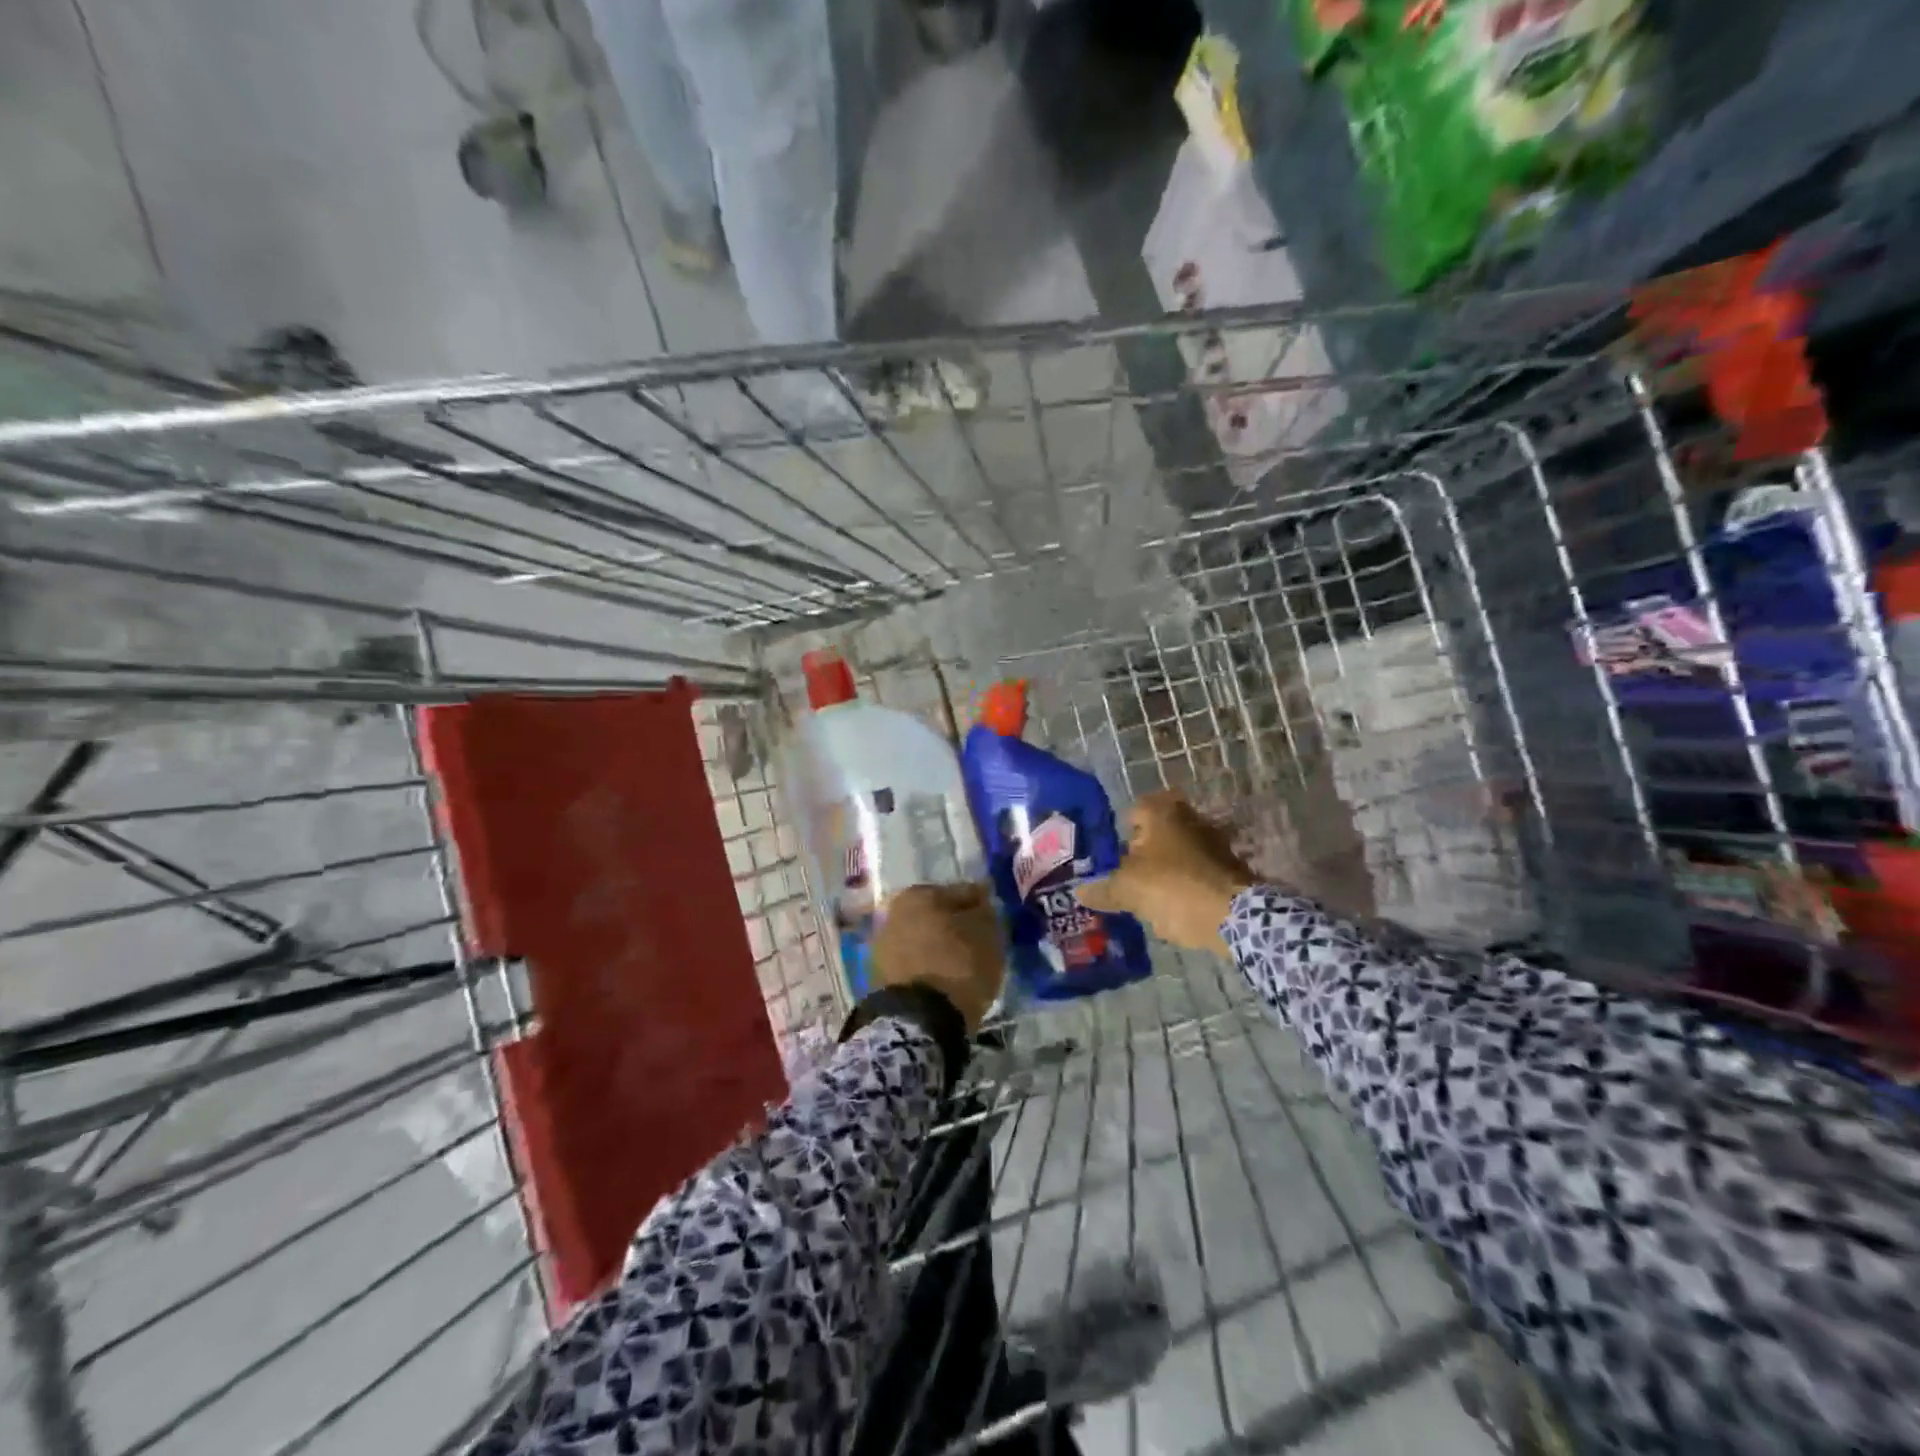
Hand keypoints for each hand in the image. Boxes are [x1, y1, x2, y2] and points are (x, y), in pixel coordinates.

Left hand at [870, 882, 1005, 1030]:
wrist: (917, 1019)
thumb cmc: (958, 966)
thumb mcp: (987, 934)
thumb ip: (986, 913)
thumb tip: (981, 907)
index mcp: (921, 893)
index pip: (963, 893)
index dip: (982, 907)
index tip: (995, 921)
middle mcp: (895, 910)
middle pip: (938, 914)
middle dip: (957, 925)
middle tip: (979, 942)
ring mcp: (883, 942)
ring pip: (923, 937)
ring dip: (940, 945)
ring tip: (962, 965)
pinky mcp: (879, 973)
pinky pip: (913, 961)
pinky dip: (928, 965)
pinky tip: (944, 979)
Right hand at [1076, 793, 1254, 953]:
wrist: (1235, 918)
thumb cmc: (1173, 888)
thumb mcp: (1128, 890)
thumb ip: (1102, 889)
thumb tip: (1080, 891)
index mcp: (1162, 811)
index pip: (1131, 813)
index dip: (1117, 837)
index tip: (1109, 861)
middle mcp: (1189, 818)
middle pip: (1154, 836)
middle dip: (1140, 857)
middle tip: (1123, 880)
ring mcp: (1213, 843)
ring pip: (1174, 856)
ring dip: (1161, 874)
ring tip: (1145, 900)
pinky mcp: (1228, 870)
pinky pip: (1194, 875)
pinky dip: (1183, 888)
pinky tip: (1171, 910)